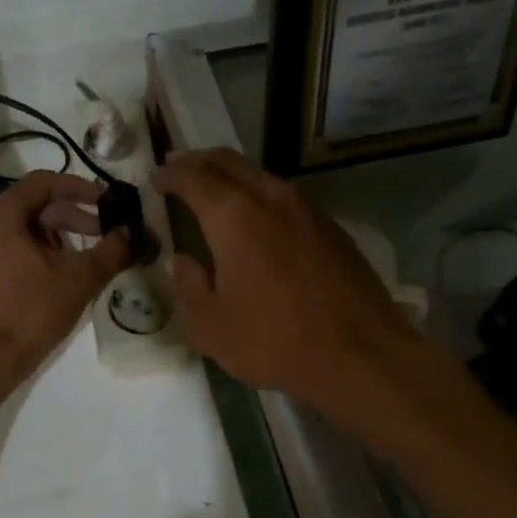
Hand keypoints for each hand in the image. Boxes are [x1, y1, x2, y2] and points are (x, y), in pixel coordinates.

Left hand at [0, 172, 129, 382]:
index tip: (106, 202)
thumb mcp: (79, 280)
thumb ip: (110, 250)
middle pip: (29, 205)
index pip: (43, 183)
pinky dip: (28, 250)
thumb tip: (129, 233)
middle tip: (100, 234)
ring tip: (79, 257)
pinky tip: (51, 271)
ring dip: (51, 236)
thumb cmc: (30, 314)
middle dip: (68, 218)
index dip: (79, 188)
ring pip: (15, 227)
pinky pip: (0, 245)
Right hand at [153, 149, 412, 411]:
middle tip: (179, 168)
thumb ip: (188, 286)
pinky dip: (260, 196)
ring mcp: (308, 210)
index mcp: (234, 217)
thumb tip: (183, 261)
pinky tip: (258, 220)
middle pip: (229, 163)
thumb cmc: (274, 341)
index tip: (155, 178)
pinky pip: (286, 197)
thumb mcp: (210, 327)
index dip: (170, 174)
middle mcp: (271, 199)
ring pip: (261, 176)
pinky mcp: (332, 228)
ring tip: (214, 191)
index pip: (194, 178)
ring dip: (232, 176)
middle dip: (199, 161)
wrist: (361, 356)